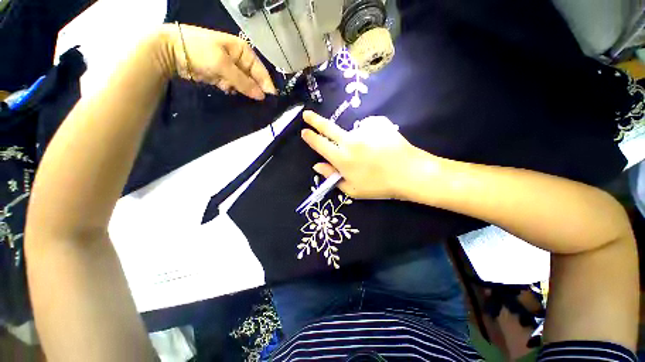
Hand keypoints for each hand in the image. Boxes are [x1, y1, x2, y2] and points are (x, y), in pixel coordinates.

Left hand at [164, 24, 276, 99]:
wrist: (171, 51)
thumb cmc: (200, 51)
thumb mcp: (223, 65)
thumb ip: (243, 82)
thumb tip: (261, 96)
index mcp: (244, 51)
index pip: (261, 71)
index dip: (266, 85)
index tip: (271, 100)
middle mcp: (240, 60)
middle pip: (253, 79)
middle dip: (255, 90)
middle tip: (259, 104)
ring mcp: (231, 69)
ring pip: (244, 85)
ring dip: (242, 91)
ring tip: (241, 96)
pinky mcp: (223, 77)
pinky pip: (234, 87)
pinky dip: (231, 90)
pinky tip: (226, 90)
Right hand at [301, 110, 424, 199]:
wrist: (409, 173)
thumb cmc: (378, 186)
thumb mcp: (351, 189)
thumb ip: (331, 176)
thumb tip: (317, 165)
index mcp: (342, 159)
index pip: (320, 145)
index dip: (310, 138)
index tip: (304, 132)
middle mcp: (350, 141)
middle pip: (328, 128)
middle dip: (315, 121)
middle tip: (307, 114)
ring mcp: (364, 130)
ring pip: (352, 131)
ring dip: (356, 140)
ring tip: (372, 153)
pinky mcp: (378, 124)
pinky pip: (368, 127)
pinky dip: (370, 135)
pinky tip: (380, 144)